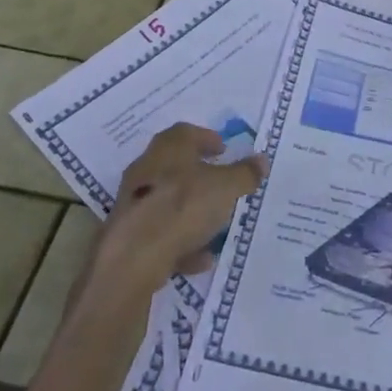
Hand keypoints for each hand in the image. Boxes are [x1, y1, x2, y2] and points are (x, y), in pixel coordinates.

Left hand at [89, 123, 267, 301]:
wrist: (133, 257)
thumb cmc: (183, 206)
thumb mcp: (226, 187)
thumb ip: (245, 173)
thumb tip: (262, 160)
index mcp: (168, 148)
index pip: (187, 132)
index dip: (207, 139)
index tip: (224, 151)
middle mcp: (147, 168)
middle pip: (175, 165)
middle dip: (199, 175)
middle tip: (222, 183)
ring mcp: (135, 202)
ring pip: (168, 201)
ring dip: (191, 210)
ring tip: (216, 224)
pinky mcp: (129, 234)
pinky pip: (162, 234)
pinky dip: (182, 242)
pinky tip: (202, 258)